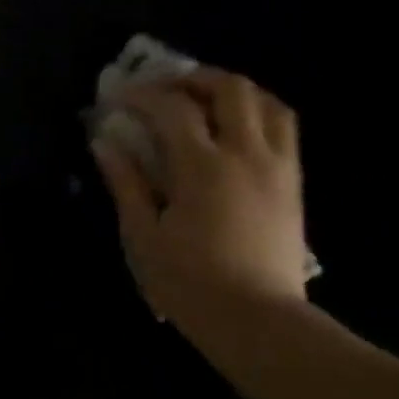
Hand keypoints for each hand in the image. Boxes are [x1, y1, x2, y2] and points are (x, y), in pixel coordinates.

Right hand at [92, 68, 307, 337]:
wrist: (256, 320)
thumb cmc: (189, 282)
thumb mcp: (143, 236)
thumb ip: (125, 183)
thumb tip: (104, 143)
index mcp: (203, 167)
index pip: (172, 109)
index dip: (142, 96)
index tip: (119, 99)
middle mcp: (246, 154)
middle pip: (230, 89)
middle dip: (193, 79)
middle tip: (165, 90)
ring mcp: (277, 166)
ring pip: (267, 101)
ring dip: (233, 91)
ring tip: (205, 102)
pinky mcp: (294, 183)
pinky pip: (284, 127)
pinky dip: (258, 112)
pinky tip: (236, 130)